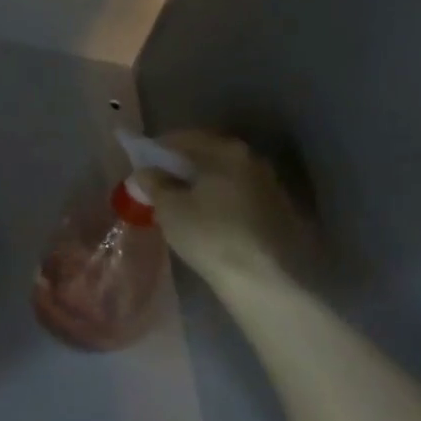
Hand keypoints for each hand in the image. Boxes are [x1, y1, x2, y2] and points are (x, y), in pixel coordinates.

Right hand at [133, 130, 325, 293]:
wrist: (266, 283)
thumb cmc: (211, 236)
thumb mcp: (170, 209)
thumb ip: (154, 184)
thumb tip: (146, 172)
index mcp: (226, 150)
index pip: (184, 138)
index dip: (158, 149)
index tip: (142, 164)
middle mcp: (252, 159)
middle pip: (208, 154)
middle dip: (182, 166)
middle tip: (159, 183)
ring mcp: (270, 185)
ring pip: (225, 176)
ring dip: (203, 184)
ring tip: (182, 204)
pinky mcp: (279, 212)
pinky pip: (239, 196)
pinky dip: (220, 201)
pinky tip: (208, 220)